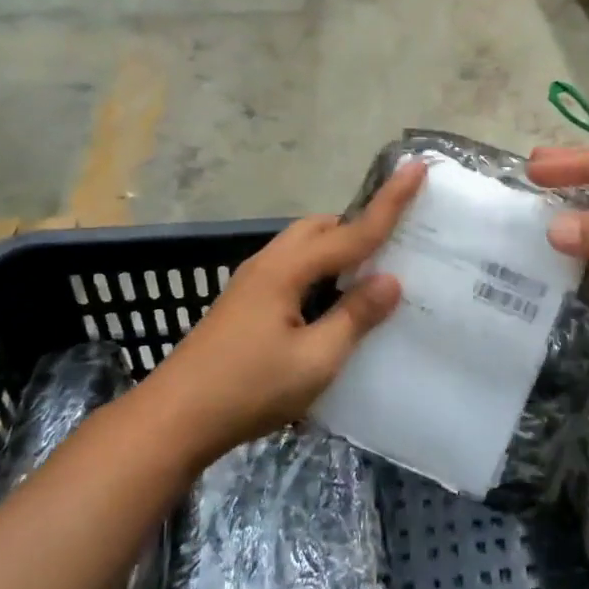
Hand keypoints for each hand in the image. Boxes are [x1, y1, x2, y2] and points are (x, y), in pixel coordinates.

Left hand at [147, 162, 424, 467]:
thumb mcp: (315, 360)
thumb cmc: (248, 389)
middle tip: (396, 240)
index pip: (351, 231)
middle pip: (321, 227)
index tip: (416, 167)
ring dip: (337, 248)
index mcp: (287, 270)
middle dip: (359, 224)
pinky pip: (292, 268)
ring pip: (303, 247)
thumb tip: (391, 280)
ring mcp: (251, 283)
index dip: (389, 202)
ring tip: (369, 273)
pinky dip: (320, 270)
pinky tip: (330, 303)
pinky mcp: (244, 303)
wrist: (172, 421)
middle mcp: (268, 264)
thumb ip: (355, 317)